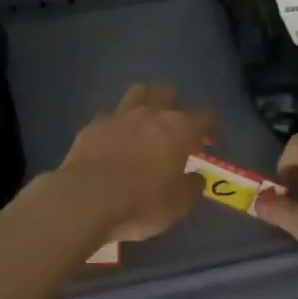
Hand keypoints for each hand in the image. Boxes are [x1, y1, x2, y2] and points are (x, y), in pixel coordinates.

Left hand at [56, 84, 215, 242]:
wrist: (86, 200)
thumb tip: (196, 177)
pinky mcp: (91, 126)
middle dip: (175, 106)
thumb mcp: (178, 204)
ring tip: (145, 124)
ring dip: (145, 104)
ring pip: (136, 94)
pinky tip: (114, 141)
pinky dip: (116, 125)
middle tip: (175, 129)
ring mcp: (117, 116)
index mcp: (178, 128)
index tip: (211, 140)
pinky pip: (109, 116)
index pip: (204, 117)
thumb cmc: (141, 203)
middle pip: (167, 93)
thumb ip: (191, 186)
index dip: (211, 127)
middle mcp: (149, 113)